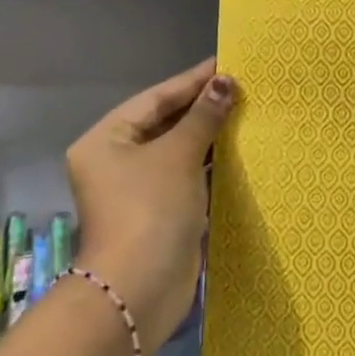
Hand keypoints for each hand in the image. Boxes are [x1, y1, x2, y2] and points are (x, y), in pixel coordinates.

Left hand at [65, 60, 235, 348]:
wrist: (138, 292)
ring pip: (178, 151)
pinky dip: (210, 164)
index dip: (192, 81)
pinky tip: (239, 150)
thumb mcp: (177, 156)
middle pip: (164, 123)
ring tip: (247, 112)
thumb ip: (203, 117)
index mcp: (107, 140)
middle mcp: (116, 160)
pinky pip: (187, 177)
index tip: (227, 63)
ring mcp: (138, 189)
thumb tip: (227, 81)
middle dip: (202, 108)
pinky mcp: (159, 213)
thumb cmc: (150, 211)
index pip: (155, 99)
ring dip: (209, 136)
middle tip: (243, 87)